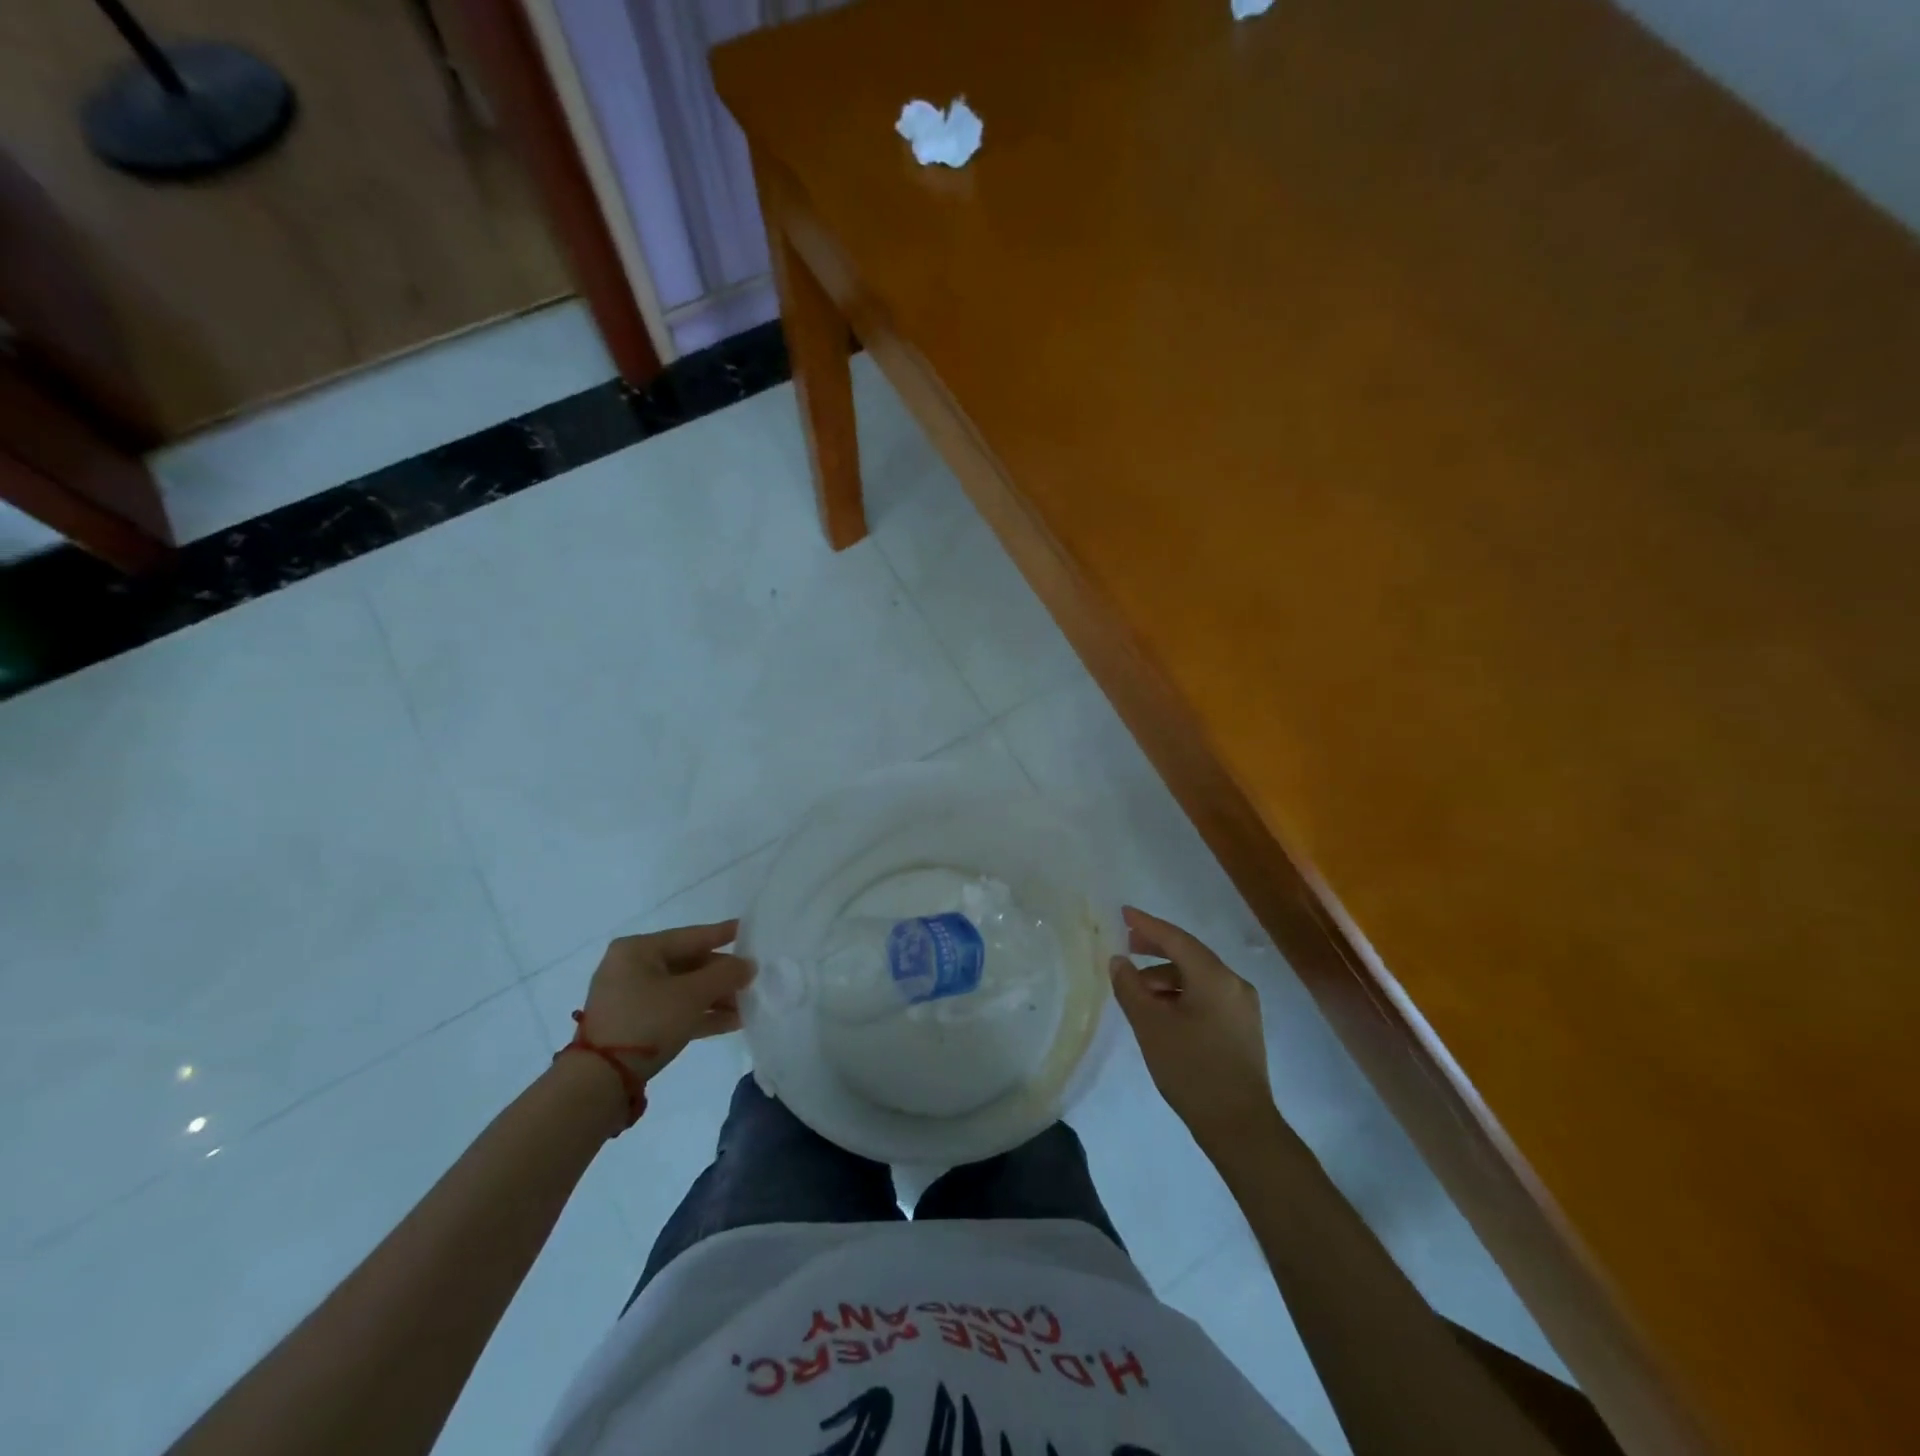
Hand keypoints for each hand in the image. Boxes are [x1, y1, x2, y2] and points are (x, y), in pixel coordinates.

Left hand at [577, 920, 754, 1083]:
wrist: (599, 1082)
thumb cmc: (645, 1022)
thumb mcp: (691, 995)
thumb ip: (725, 975)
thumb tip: (749, 965)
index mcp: (638, 949)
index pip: (691, 936)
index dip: (723, 934)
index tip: (749, 930)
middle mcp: (632, 968)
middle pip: (689, 964)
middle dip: (722, 976)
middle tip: (754, 980)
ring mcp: (631, 998)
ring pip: (683, 990)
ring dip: (716, 998)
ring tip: (749, 1006)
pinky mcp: (634, 1026)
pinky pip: (674, 1011)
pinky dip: (700, 1014)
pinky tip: (732, 1022)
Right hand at [1110, 906, 1275, 1150]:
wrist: (1240, 1126)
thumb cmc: (1192, 1070)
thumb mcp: (1151, 1026)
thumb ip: (1131, 988)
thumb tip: (1119, 961)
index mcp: (1215, 977)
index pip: (1176, 939)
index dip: (1147, 925)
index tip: (1124, 913)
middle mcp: (1234, 984)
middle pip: (1190, 954)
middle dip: (1157, 948)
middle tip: (1127, 945)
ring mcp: (1242, 1006)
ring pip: (1198, 977)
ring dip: (1166, 976)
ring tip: (1137, 989)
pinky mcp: (1242, 1027)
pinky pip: (1207, 995)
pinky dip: (1181, 993)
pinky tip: (1162, 1010)